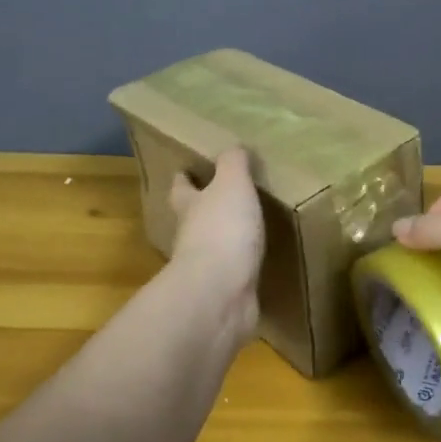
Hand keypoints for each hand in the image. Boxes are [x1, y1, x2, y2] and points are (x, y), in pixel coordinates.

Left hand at [169, 147, 264, 341]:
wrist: (220, 293)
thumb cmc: (222, 229)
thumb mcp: (231, 184)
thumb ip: (233, 164)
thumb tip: (233, 147)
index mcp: (189, 206)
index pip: (182, 187)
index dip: (184, 177)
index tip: (188, 169)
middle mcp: (191, 236)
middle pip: (193, 217)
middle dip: (204, 208)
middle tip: (224, 197)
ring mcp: (207, 268)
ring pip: (214, 246)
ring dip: (226, 239)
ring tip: (249, 228)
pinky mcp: (225, 293)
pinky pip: (235, 274)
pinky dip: (243, 267)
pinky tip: (259, 263)